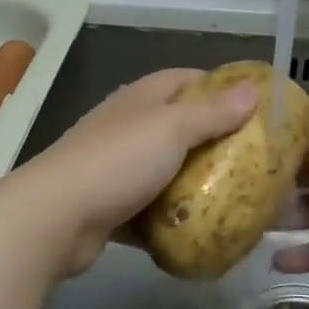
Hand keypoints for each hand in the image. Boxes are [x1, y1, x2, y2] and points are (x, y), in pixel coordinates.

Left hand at [10, 69, 258, 280]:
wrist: (55, 218)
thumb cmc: (118, 161)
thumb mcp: (172, 129)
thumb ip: (212, 112)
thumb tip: (252, 90)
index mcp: (141, 99)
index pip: (184, 79)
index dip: (218, 86)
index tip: (253, 106)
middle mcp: (127, 127)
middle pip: (178, 126)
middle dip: (213, 140)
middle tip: (253, 158)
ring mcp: (116, 167)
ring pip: (165, 169)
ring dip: (194, 182)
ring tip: (236, 195)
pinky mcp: (111, 206)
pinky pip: (151, 208)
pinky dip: (172, 217)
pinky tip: (200, 228)